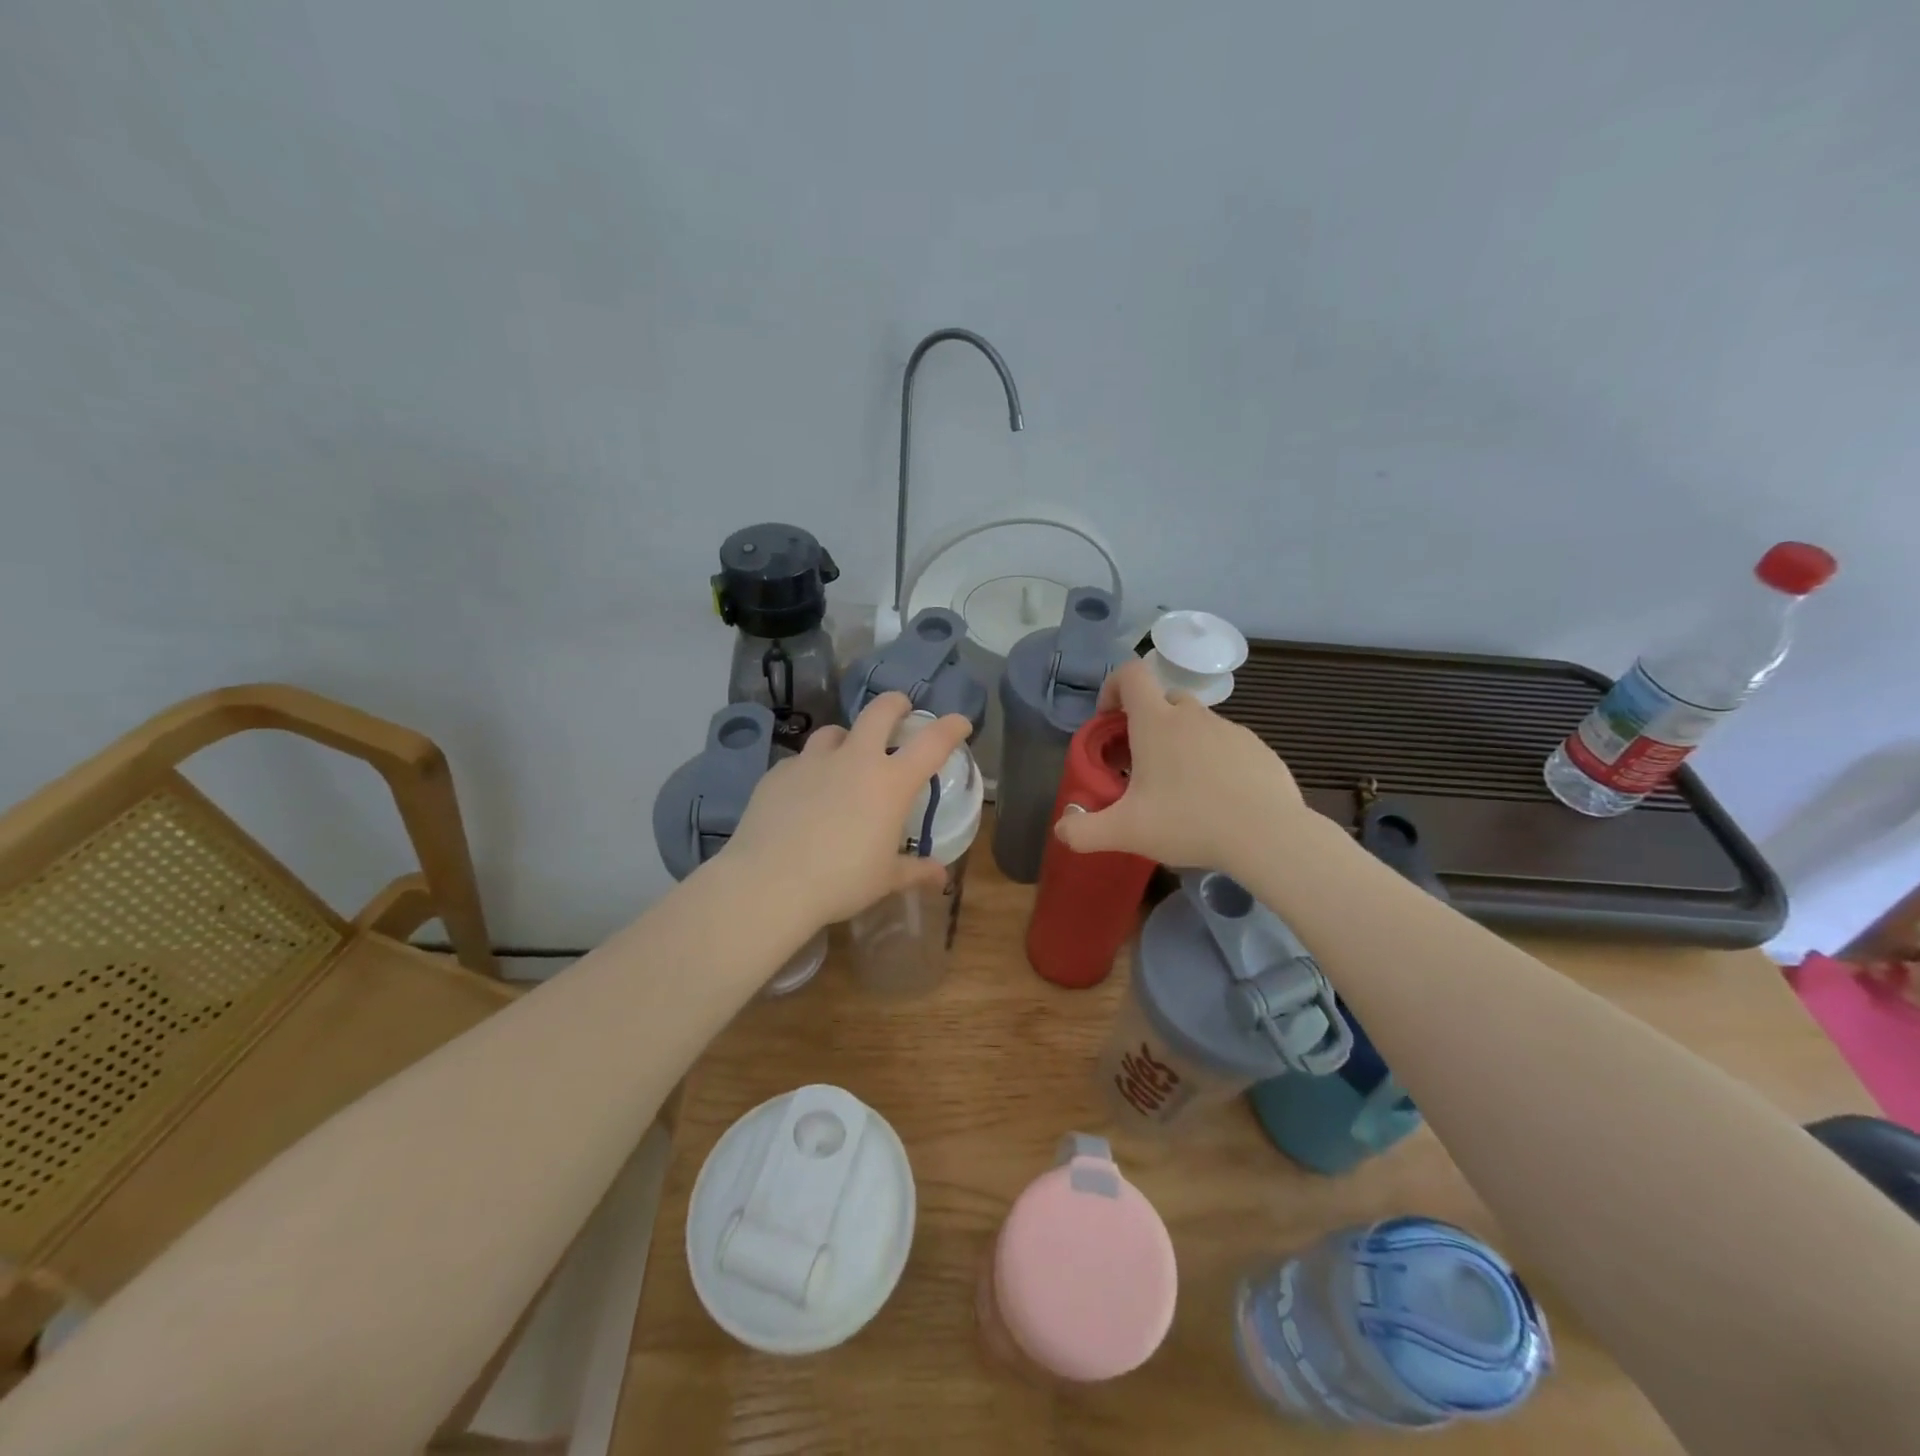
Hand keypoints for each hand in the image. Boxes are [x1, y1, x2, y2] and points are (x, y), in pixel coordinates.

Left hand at [721, 693, 972, 927]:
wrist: (769, 883)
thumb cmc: (840, 881)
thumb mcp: (885, 879)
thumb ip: (915, 871)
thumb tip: (940, 876)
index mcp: (890, 782)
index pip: (932, 742)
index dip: (951, 727)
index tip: (960, 723)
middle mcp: (854, 760)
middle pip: (879, 711)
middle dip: (895, 704)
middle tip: (901, 710)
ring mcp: (812, 761)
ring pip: (834, 731)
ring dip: (847, 738)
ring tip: (846, 756)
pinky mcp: (778, 772)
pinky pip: (801, 761)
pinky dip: (811, 769)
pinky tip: (805, 793)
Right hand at [1053, 659, 1316, 874]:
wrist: (1267, 836)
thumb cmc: (1188, 823)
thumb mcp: (1126, 832)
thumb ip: (1084, 831)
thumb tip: (1062, 830)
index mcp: (1156, 722)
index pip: (1130, 674)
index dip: (1113, 687)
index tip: (1109, 720)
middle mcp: (1193, 716)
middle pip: (1163, 701)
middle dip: (1147, 724)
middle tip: (1141, 766)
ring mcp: (1231, 730)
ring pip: (1197, 724)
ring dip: (1182, 744)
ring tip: (1181, 789)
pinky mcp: (1259, 749)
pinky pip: (1227, 745)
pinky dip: (1215, 761)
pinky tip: (1217, 799)